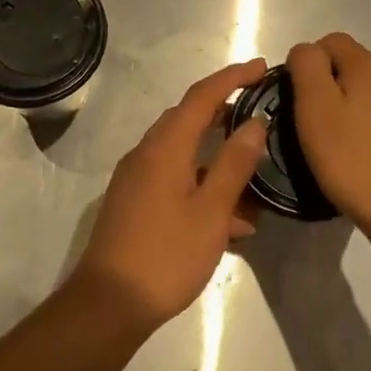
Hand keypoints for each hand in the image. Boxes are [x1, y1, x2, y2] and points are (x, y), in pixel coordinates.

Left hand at [69, 60, 270, 331]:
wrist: (109, 303)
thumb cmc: (166, 255)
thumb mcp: (211, 212)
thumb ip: (234, 164)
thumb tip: (255, 123)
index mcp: (165, 147)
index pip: (201, 96)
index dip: (232, 77)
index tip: (261, 67)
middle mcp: (146, 153)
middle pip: (189, 119)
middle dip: (226, 113)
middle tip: (261, 115)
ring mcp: (136, 178)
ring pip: (184, 154)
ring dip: (218, 159)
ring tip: (255, 180)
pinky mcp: (134, 202)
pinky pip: (174, 180)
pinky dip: (202, 186)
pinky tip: (232, 221)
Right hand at [286, 33, 370, 239]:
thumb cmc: (352, 161)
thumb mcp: (314, 110)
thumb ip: (307, 67)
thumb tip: (307, 50)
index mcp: (370, 66)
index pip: (332, 41)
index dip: (310, 62)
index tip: (300, 97)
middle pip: (357, 65)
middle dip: (336, 85)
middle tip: (320, 124)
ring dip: (361, 106)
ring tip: (347, 142)